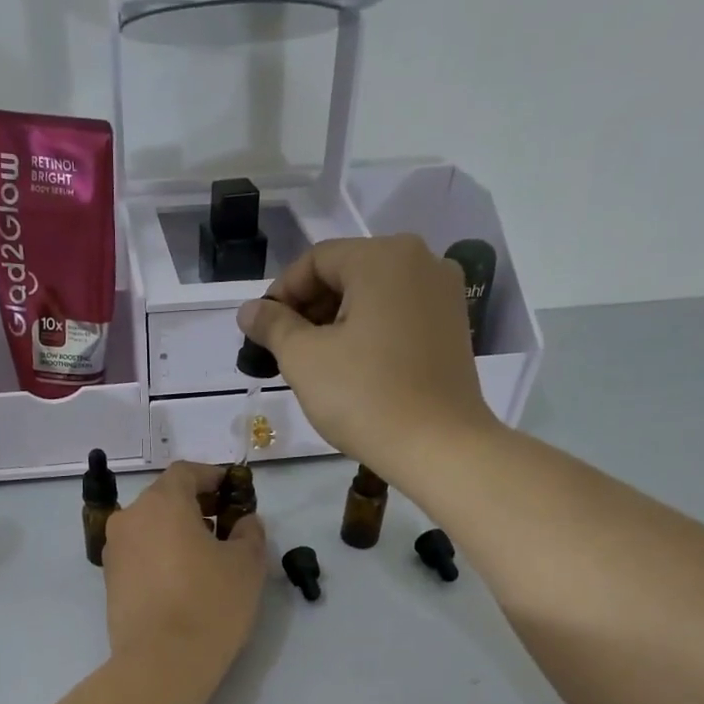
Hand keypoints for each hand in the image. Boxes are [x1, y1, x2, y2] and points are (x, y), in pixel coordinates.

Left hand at [103, 462, 265, 685]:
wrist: (160, 663)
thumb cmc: (209, 604)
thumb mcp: (246, 565)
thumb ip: (249, 533)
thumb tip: (244, 522)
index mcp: (162, 503)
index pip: (186, 473)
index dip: (212, 477)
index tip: (233, 491)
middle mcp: (130, 518)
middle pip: (164, 499)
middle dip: (195, 506)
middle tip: (224, 525)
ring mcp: (114, 551)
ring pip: (150, 528)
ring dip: (176, 532)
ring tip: (205, 556)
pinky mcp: (109, 581)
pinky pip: (139, 554)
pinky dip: (160, 555)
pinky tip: (182, 579)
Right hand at [236, 235, 498, 483]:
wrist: (438, 446)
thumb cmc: (364, 396)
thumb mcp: (303, 359)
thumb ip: (272, 326)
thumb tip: (249, 310)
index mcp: (383, 256)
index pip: (315, 261)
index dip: (280, 294)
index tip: (261, 332)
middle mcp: (421, 260)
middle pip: (347, 273)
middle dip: (309, 309)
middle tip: (283, 351)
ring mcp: (444, 294)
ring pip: (373, 295)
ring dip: (337, 322)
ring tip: (315, 364)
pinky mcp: (453, 326)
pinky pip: (398, 315)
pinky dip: (368, 332)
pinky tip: (352, 368)